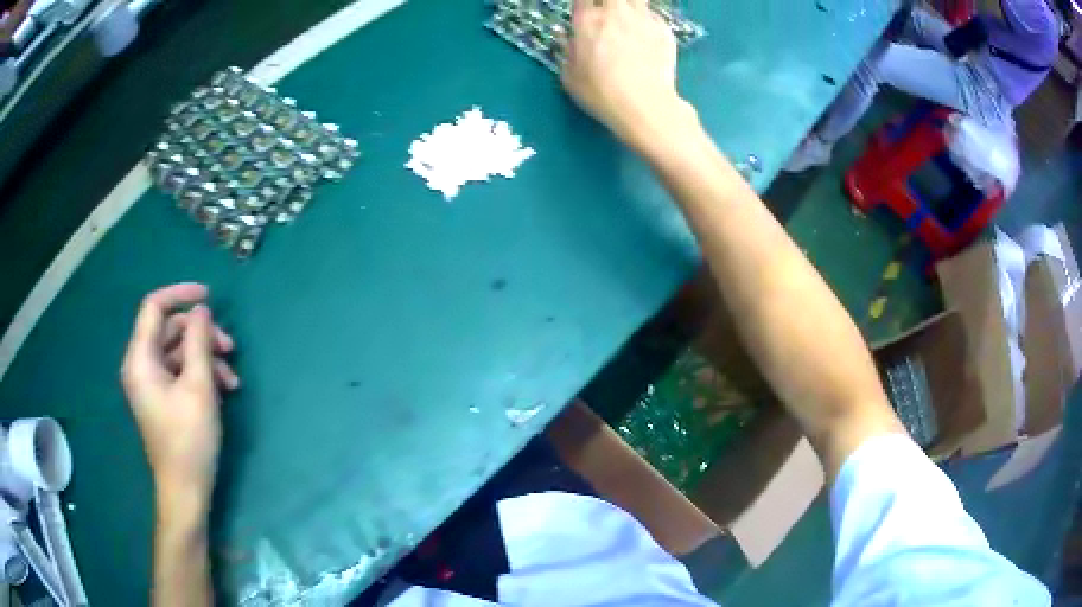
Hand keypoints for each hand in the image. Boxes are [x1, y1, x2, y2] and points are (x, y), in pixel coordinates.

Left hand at [121, 284, 238, 512]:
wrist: (185, 490)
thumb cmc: (189, 440)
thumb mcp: (198, 387)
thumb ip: (198, 342)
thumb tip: (201, 310)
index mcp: (141, 359)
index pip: (154, 307)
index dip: (180, 294)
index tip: (209, 296)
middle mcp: (141, 365)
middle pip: (170, 330)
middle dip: (201, 334)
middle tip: (230, 347)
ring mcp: (151, 383)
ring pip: (178, 352)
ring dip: (206, 357)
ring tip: (232, 379)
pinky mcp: (161, 397)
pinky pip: (179, 371)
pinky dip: (201, 374)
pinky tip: (224, 390)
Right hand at [561, 0, 697, 155]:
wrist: (645, 105)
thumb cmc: (601, 93)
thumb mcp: (570, 77)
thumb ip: (568, 51)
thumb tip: (567, 37)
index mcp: (587, 21)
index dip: (584, 2)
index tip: (585, 9)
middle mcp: (615, 13)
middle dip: (607, 1)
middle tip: (607, 11)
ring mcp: (643, 19)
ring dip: (630, 5)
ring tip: (628, 19)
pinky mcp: (664, 30)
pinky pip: (654, 15)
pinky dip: (648, 20)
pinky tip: (646, 34)